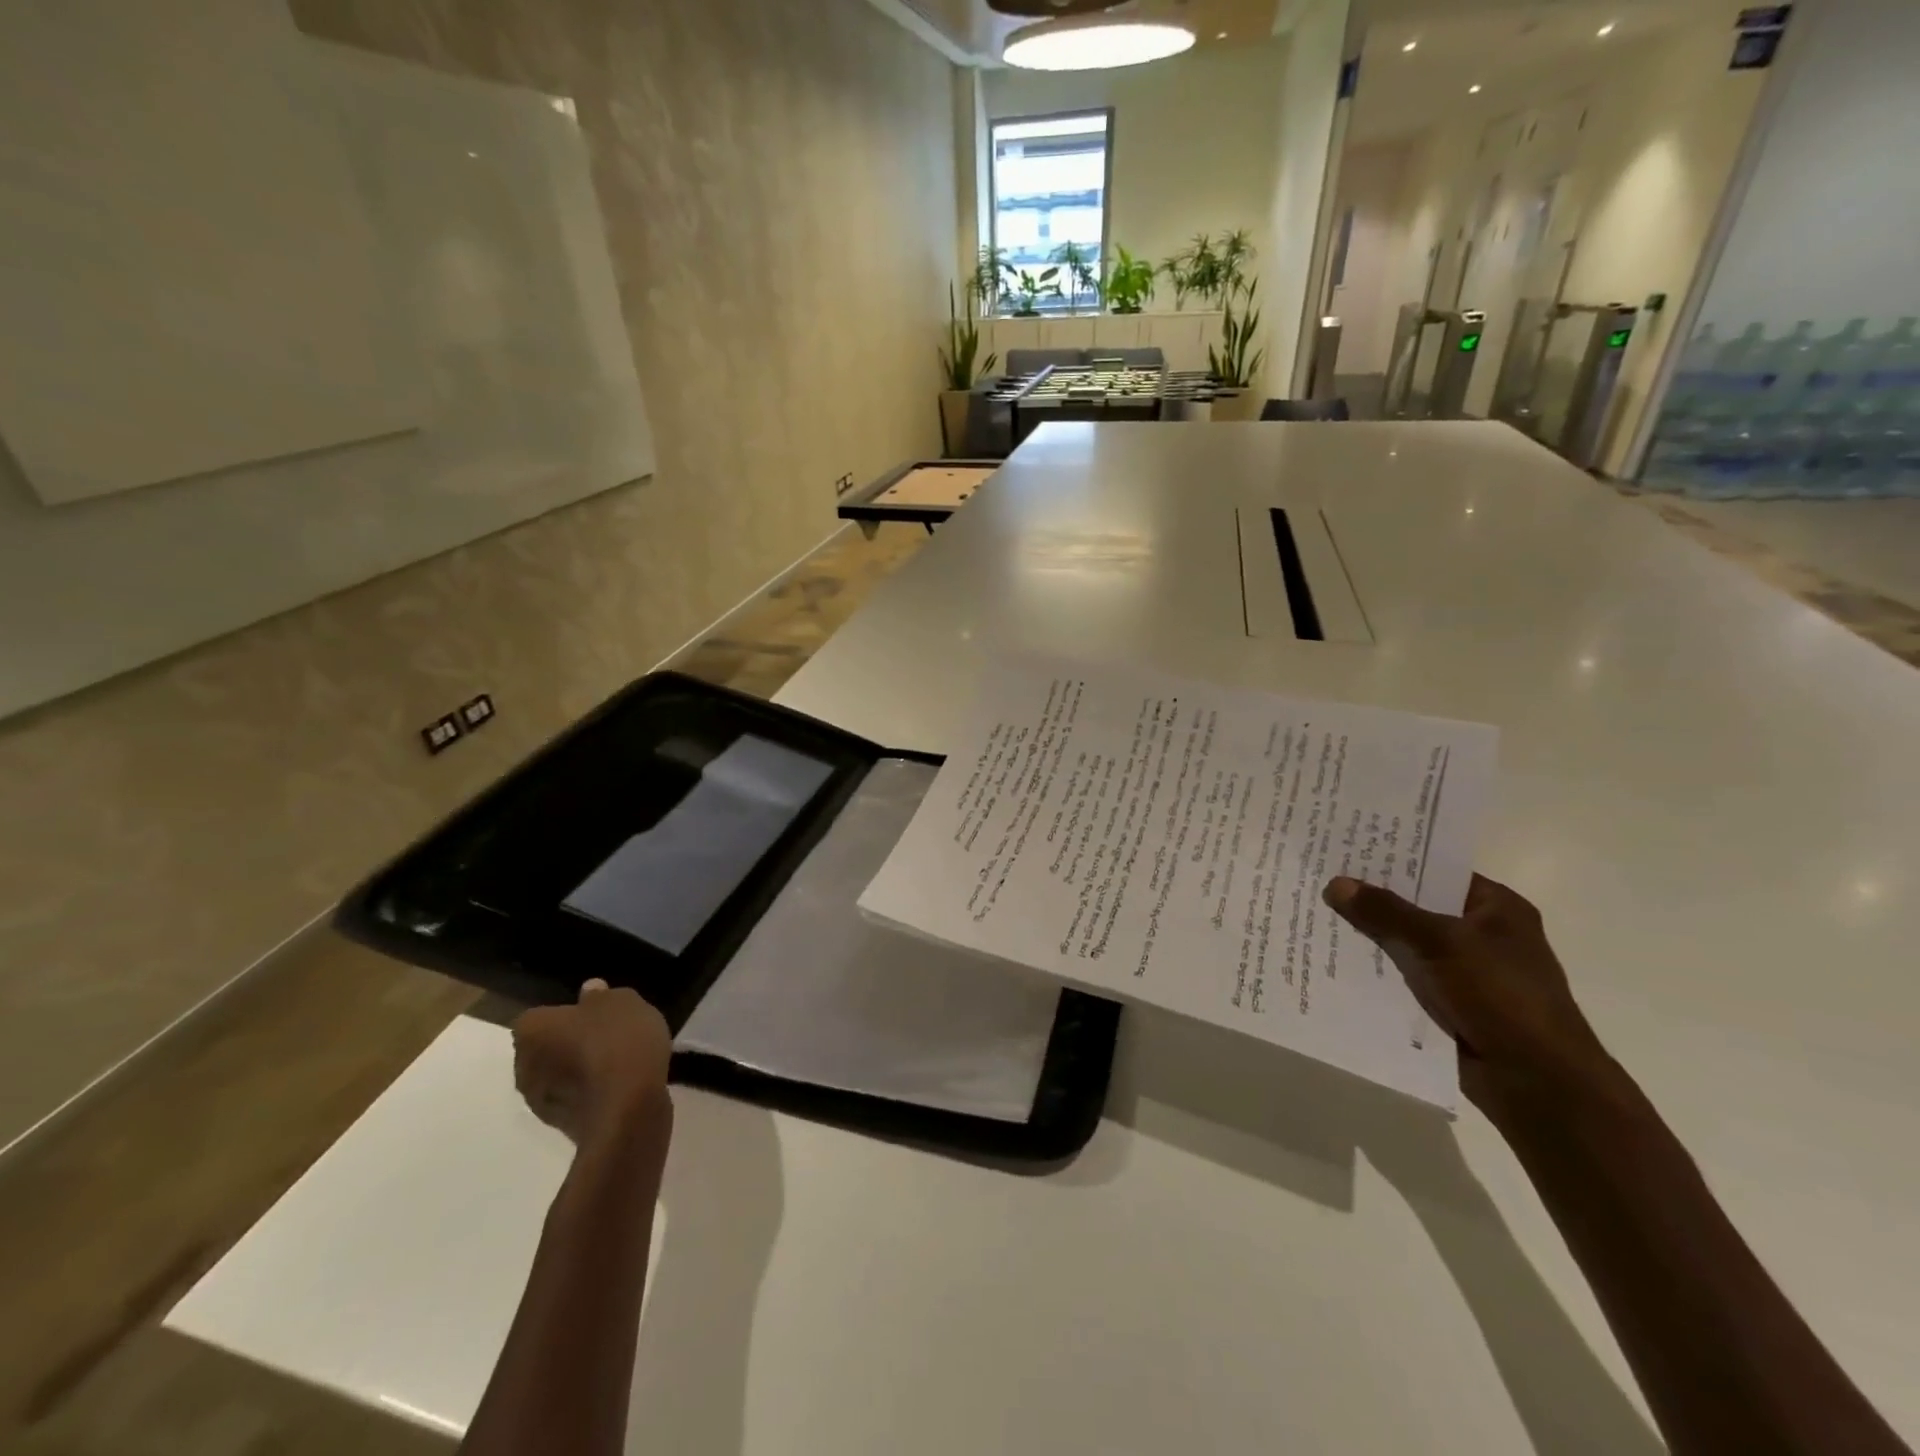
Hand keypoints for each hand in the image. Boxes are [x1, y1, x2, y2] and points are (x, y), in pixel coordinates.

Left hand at [513, 981, 672, 1149]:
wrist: (628, 1109)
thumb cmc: (620, 1042)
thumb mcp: (623, 1002)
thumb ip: (602, 996)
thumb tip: (589, 991)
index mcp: (532, 1029)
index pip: (540, 1015)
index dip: (566, 1014)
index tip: (592, 1015)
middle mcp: (524, 1065)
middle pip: (544, 1047)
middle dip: (568, 1043)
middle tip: (604, 1036)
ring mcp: (538, 1101)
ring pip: (557, 1076)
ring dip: (577, 1070)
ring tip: (614, 1063)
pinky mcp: (560, 1126)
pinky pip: (574, 1099)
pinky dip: (589, 1092)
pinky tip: (618, 1086)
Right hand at [1322, 874, 1618, 1112]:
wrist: (1536, 1082)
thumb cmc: (1501, 996)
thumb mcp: (1440, 942)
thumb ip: (1386, 911)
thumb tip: (1336, 884)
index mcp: (1496, 908)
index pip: (1437, 870)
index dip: (1394, 860)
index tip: (1346, 850)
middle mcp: (1481, 934)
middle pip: (1416, 906)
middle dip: (1372, 899)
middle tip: (1319, 878)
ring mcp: (1464, 971)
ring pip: (1405, 943)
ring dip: (1369, 936)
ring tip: (1314, 914)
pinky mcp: (1448, 1003)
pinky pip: (1403, 976)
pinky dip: (1375, 970)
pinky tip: (1333, 959)